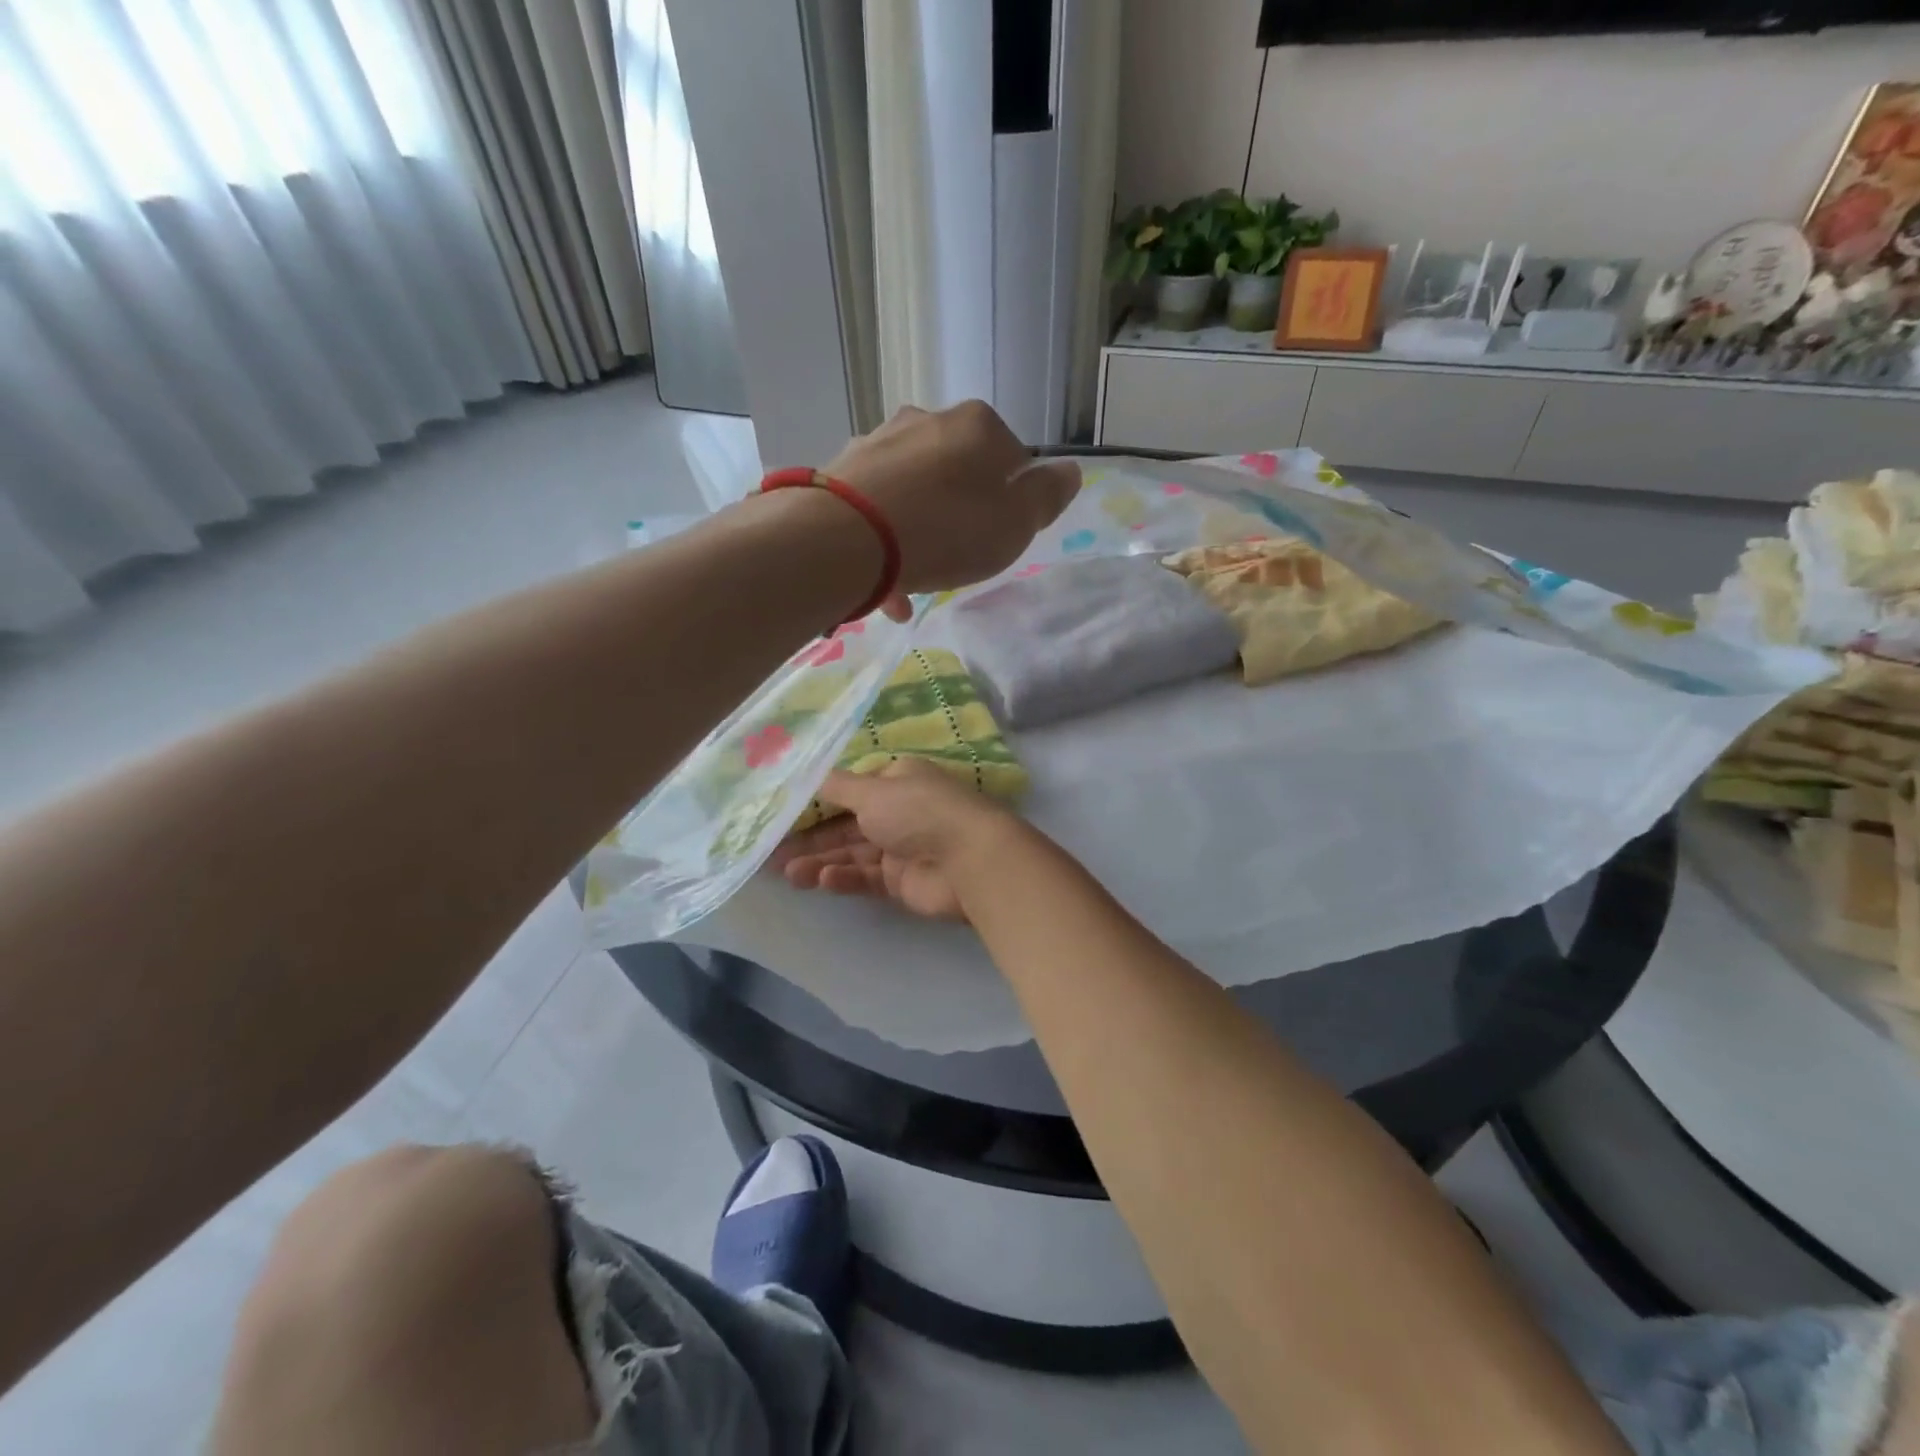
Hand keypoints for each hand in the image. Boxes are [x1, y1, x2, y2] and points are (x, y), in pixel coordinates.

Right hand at [769, 761, 1021, 921]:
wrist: (969, 861)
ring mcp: (901, 848)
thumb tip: (810, 774)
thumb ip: (838, 787)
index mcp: (897, 781)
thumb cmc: (919, 812)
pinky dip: (844, 877)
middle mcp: (899, 811)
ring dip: (820, 860)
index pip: (851, 788)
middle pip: (846, 824)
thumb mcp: (872, 790)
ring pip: (852, 853)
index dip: (817, 800)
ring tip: (786, 872)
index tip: (783, 812)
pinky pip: (866, 877)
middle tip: (771, 850)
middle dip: (811, 836)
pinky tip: (821, 880)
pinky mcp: (902, 882)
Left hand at [824, 402, 1080, 620]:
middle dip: (963, 510)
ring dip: (922, 528)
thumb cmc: (946, 531)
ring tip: (919, 577)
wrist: (845, 540)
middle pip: (959, 470)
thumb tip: (1069, 471)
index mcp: (978, 426)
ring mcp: (878, 442)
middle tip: (960, 555)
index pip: (1014, 457)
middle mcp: (926, 420)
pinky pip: (877, 508)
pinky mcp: (841, 472)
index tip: (1000, 535)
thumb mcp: (1015, 523)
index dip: (1012, 499)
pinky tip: (888, 586)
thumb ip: (1046, 496)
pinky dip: (886, 542)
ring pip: (914, 489)